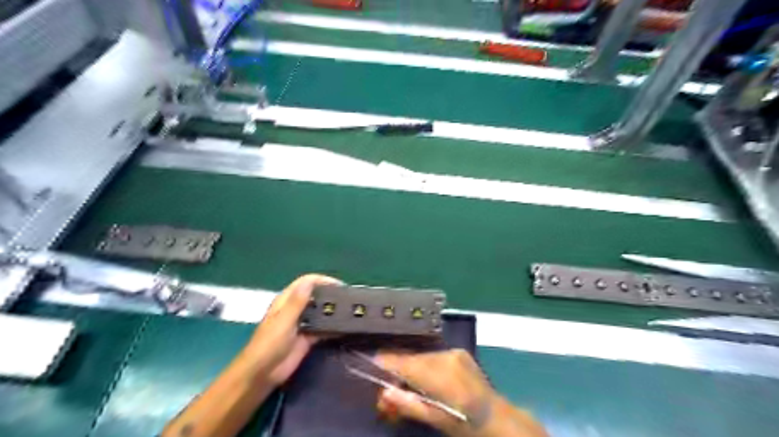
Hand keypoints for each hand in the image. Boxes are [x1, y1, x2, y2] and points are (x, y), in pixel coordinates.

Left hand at [245, 274, 339, 387]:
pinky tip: (345, 328)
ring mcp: (302, 324)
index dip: (323, 280)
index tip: (340, 286)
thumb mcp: (283, 321)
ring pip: (320, 312)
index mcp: (286, 300)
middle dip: (331, 294)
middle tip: (350, 298)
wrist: (262, 375)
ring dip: (333, 310)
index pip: (307, 282)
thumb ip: (297, 302)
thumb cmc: (268, 344)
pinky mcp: (308, 338)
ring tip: (351, 311)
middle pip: (315, 295)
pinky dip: (333, 327)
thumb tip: (310, 281)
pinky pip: (323, 329)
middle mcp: (295, 309)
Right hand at [378, 352, 546, 435]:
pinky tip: (424, 378)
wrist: (497, 417)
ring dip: (411, 368)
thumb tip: (384, 393)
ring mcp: (454, 353)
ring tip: (407, 384)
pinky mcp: (459, 352)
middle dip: (398, 370)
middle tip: (389, 388)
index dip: (388, 362)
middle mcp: (446, 358)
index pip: (407, 364)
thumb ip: (409, 404)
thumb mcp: (436, 420)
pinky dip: (424, 365)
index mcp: (441, 377)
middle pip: (412, 359)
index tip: (373, 362)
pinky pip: (432, 356)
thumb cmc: (465, 424)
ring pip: (422, 357)